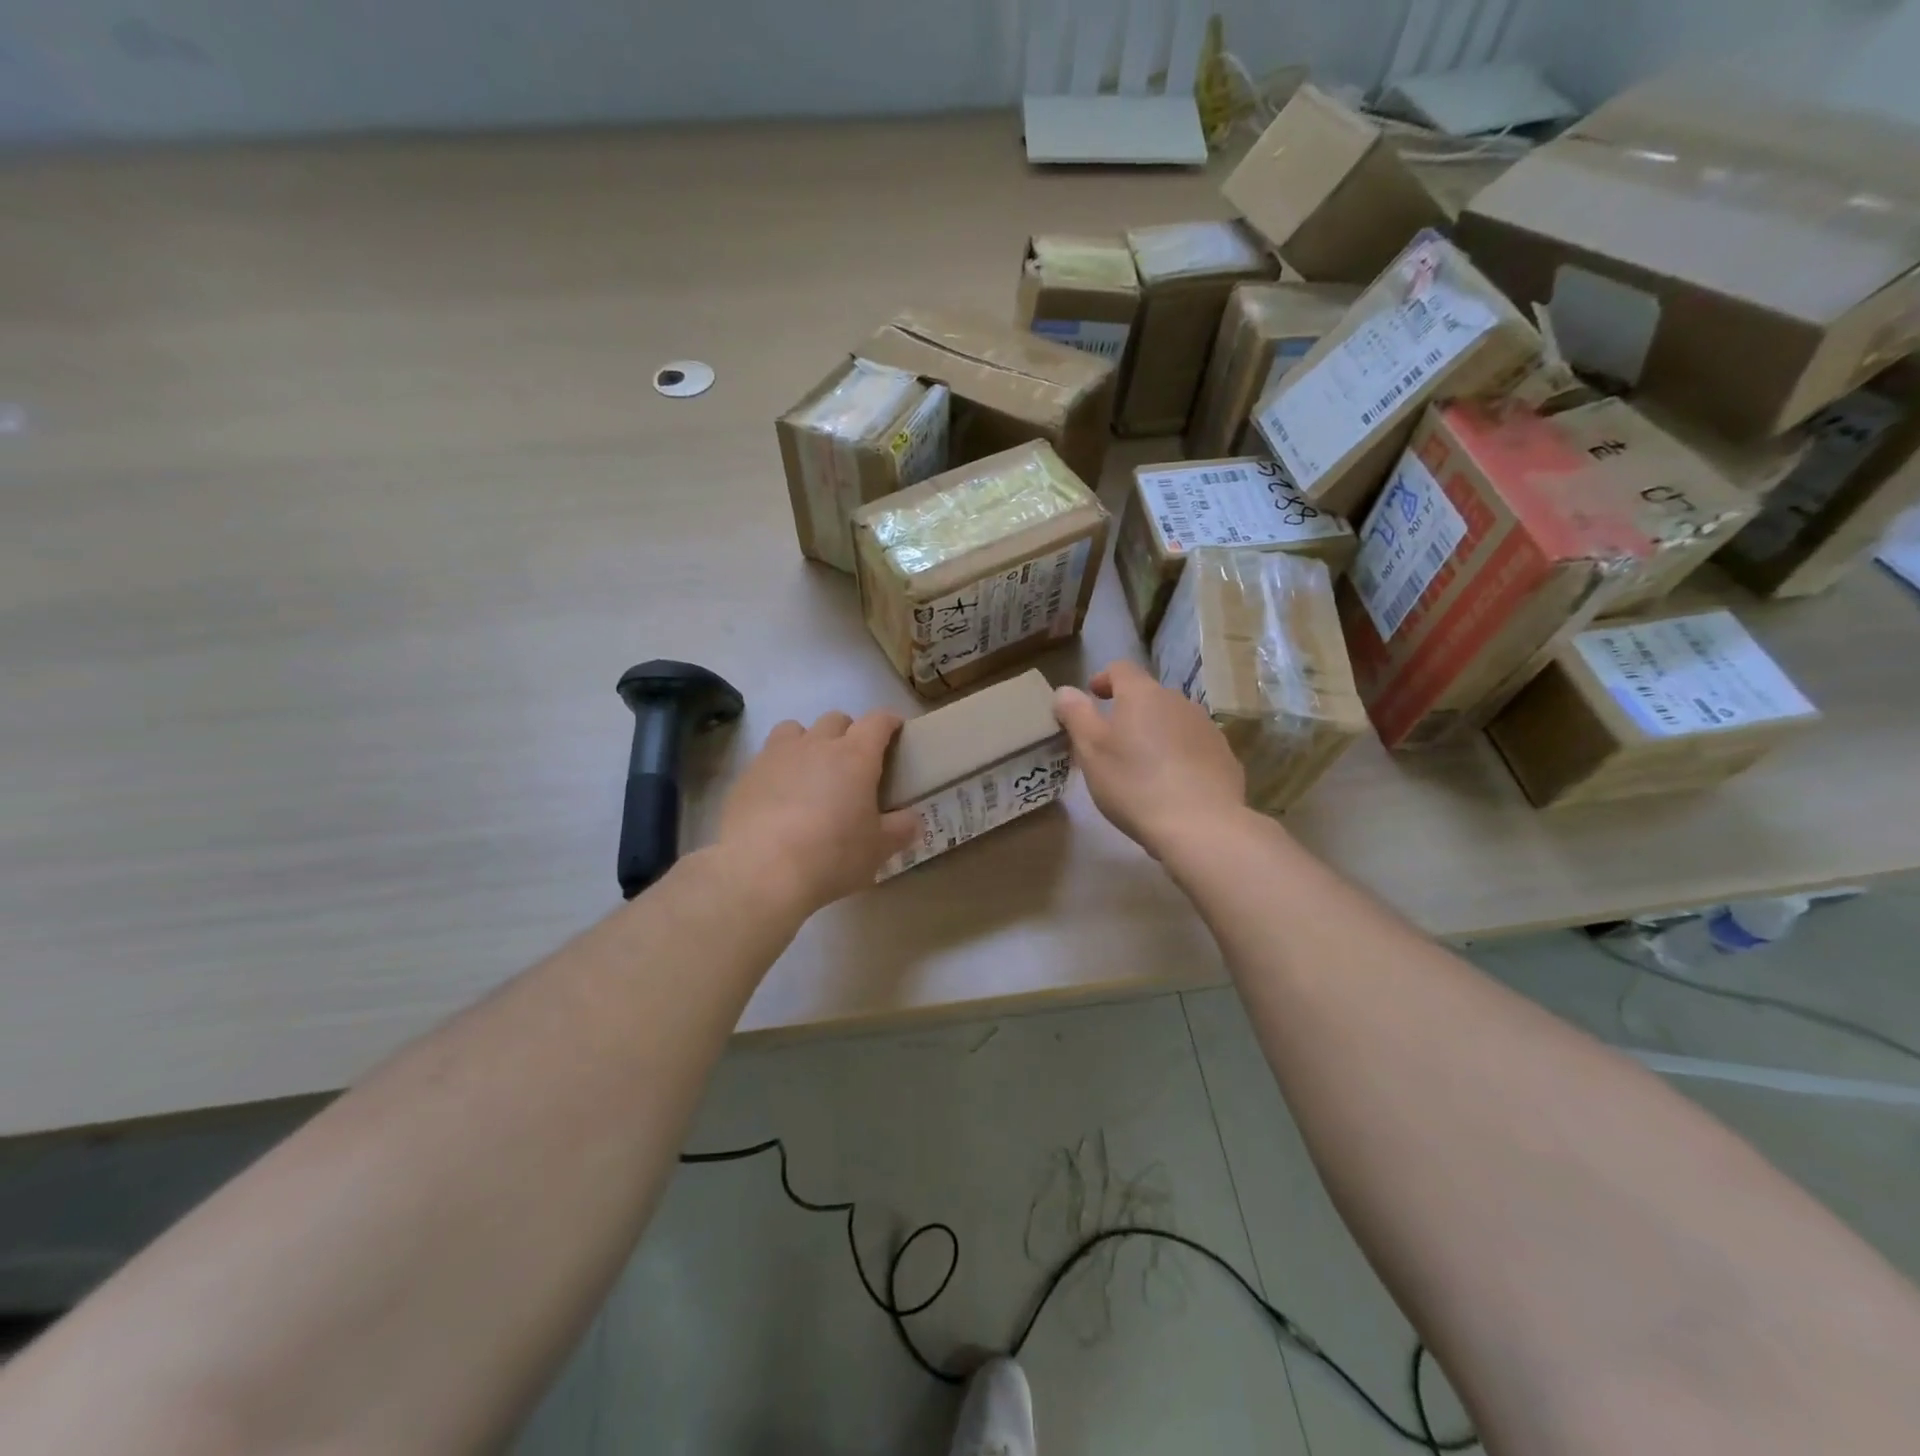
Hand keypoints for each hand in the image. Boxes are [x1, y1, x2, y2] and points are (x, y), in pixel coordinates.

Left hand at [715, 711, 920, 914]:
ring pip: (795, 729)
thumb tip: (912, 820)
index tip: (896, 731)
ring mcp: (777, 755)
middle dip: (849, 732)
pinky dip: (778, 768)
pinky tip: (778, 796)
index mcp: (855, 756)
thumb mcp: (878, 849)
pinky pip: (767, 757)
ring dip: (808, 741)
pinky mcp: (747, 774)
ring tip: (811, 770)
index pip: (878, 721)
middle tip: (854, 761)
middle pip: (836, 719)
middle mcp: (817, 744)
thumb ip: (900, 829)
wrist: (761, 871)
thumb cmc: (831, 856)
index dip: (889, 722)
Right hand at [1053, 660, 1245, 855]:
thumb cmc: (1134, 783)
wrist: (1200, 825)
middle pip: (1149, 696)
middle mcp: (1178, 701)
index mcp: (1142, 694)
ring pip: (1173, 721)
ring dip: (1156, 733)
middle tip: (1111, 741)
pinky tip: (1172, 785)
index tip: (1092, 697)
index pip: (1120, 669)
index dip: (1103, 679)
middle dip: (1129, 711)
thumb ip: (1076, 715)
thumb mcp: (1091, 750)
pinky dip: (1179, 756)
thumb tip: (1065, 691)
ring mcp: (1206, 728)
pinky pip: (1194, 747)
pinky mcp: (1225, 756)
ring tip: (1142, 765)